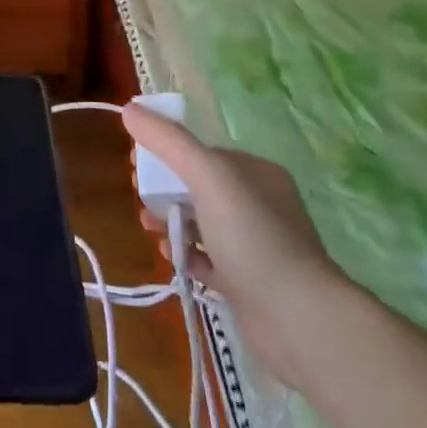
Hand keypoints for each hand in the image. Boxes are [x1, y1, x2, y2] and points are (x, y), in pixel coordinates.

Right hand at [122, 102, 344, 390]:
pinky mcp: (246, 282)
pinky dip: (186, 254)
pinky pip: (206, 258)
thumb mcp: (207, 176)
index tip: (134, 163)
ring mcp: (254, 245)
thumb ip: (168, 141)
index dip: (165, 153)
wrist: (297, 319)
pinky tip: (170, 257)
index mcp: (256, 172)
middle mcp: (258, 204)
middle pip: (197, 187)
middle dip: (163, 189)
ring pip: (200, 223)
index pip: (202, 152)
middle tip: (140, 199)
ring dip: (170, 221)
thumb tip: (129, 108)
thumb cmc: (252, 236)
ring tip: (149, 229)